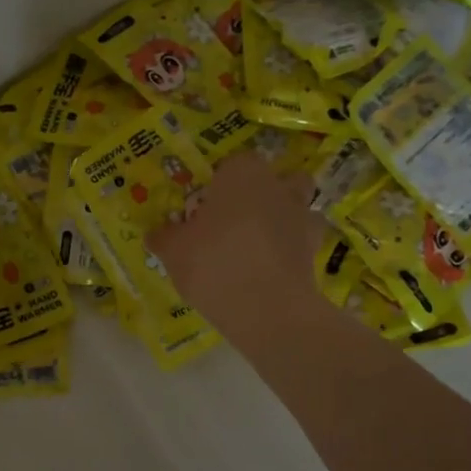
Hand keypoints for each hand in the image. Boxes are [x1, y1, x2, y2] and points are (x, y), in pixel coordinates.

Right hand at [148, 152, 323, 320]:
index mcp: (242, 174)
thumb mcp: (173, 250)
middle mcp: (278, 187)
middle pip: (278, 179)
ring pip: (297, 208)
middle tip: (236, 219)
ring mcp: (302, 218)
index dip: (221, 181)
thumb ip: (164, 236)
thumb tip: (156, 233)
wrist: (265, 308)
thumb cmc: (213, 263)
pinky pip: (302, 243)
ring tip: (258, 246)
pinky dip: (291, 251)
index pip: (234, 162)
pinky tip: (270, 270)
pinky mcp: (315, 251)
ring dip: (283, 220)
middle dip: (264, 193)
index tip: (205, 204)